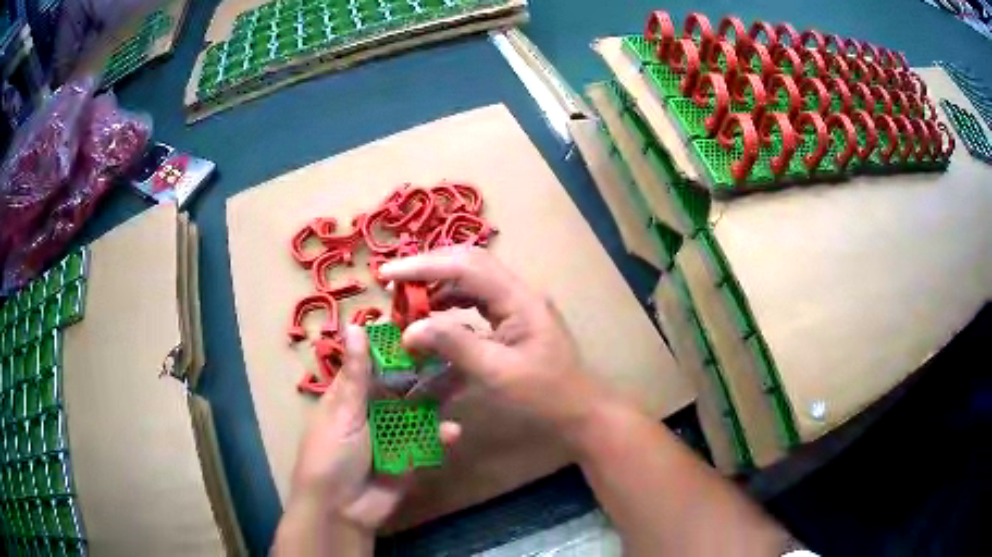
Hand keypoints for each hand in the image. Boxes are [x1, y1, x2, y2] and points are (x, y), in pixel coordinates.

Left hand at [275, 325, 460, 553]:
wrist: (340, 509)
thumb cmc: (332, 454)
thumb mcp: (343, 412)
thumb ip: (357, 374)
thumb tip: (355, 325)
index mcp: (352, 396)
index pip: (376, 364)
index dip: (397, 348)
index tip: (424, 327)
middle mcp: (374, 412)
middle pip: (403, 388)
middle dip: (426, 374)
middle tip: (456, 354)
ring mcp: (393, 436)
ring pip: (419, 414)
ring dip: (439, 402)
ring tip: (464, 384)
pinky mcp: (410, 459)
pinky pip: (428, 444)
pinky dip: (440, 438)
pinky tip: (453, 432)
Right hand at [380, 247, 602, 434]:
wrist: (581, 411)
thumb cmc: (545, 396)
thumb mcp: (497, 373)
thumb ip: (454, 346)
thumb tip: (411, 330)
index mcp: (519, 299)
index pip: (465, 267)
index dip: (423, 267)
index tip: (387, 275)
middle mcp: (519, 293)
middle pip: (469, 263)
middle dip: (429, 268)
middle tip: (394, 283)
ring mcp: (518, 304)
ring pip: (472, 280)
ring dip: (439, 286)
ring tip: (409, 302)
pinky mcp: (514, 320)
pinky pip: (477, 301)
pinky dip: (451, 304)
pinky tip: (434, 318)